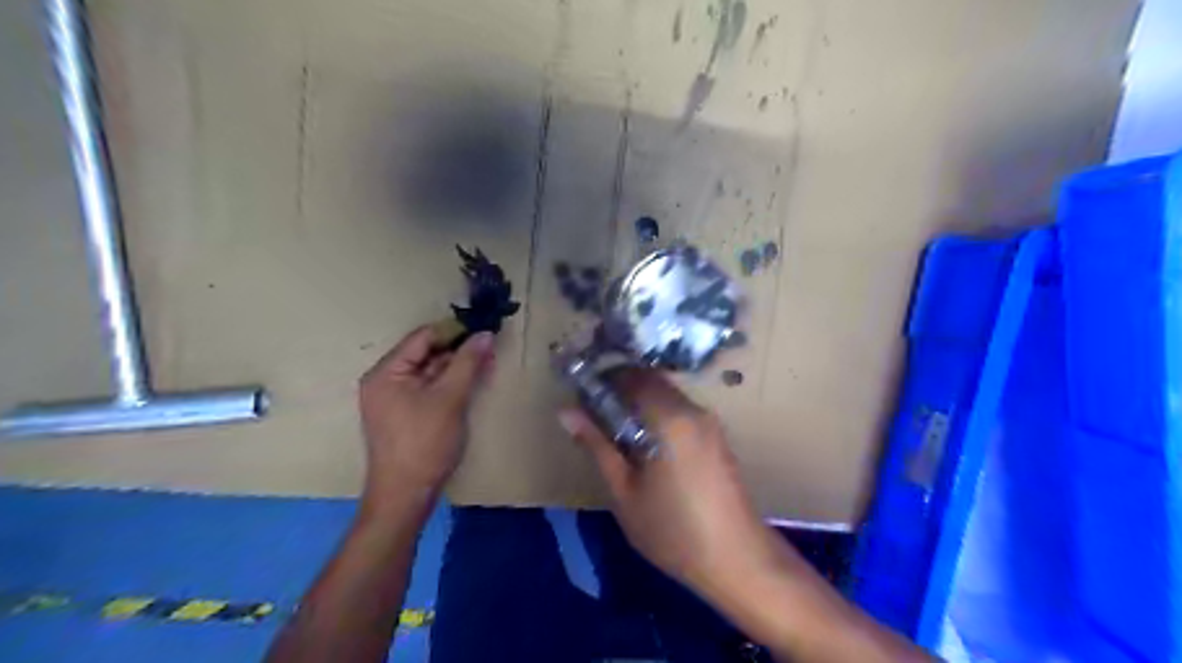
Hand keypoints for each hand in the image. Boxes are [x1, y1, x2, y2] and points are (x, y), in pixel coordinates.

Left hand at [354, 327, 494, 506]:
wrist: (406, 496)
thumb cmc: (424, 443)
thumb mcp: (450, 398)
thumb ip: (467, 362)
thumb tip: (485, 334)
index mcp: (386, 372)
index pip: (423, 338)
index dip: (454, 331)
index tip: (484, 328)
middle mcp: (385, 380)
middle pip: (426, 353)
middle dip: (459, 350)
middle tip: (491, 347)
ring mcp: (394, 399)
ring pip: (430, 372)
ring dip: (458, 367)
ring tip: (488, 363)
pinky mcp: (406, 414)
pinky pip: (430, 388)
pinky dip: (451, 383)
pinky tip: (474, 381)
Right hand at [561, 369, 778, 598]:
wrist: (737, 559)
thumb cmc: (672, 529)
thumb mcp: (624, 491)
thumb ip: (597, 446)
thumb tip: (567, 411)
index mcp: (669, 417)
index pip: (632, 376)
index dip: (604, 379)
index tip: (583, 395)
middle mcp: (693, 410)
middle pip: (652, 381)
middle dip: (622, 390)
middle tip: (597, 416)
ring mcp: (710, 423)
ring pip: (668, 395)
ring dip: (641, 403)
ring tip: (619, 434)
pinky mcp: (718, 437)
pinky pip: (682, 412)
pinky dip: (660, 416)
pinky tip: (648, 447)